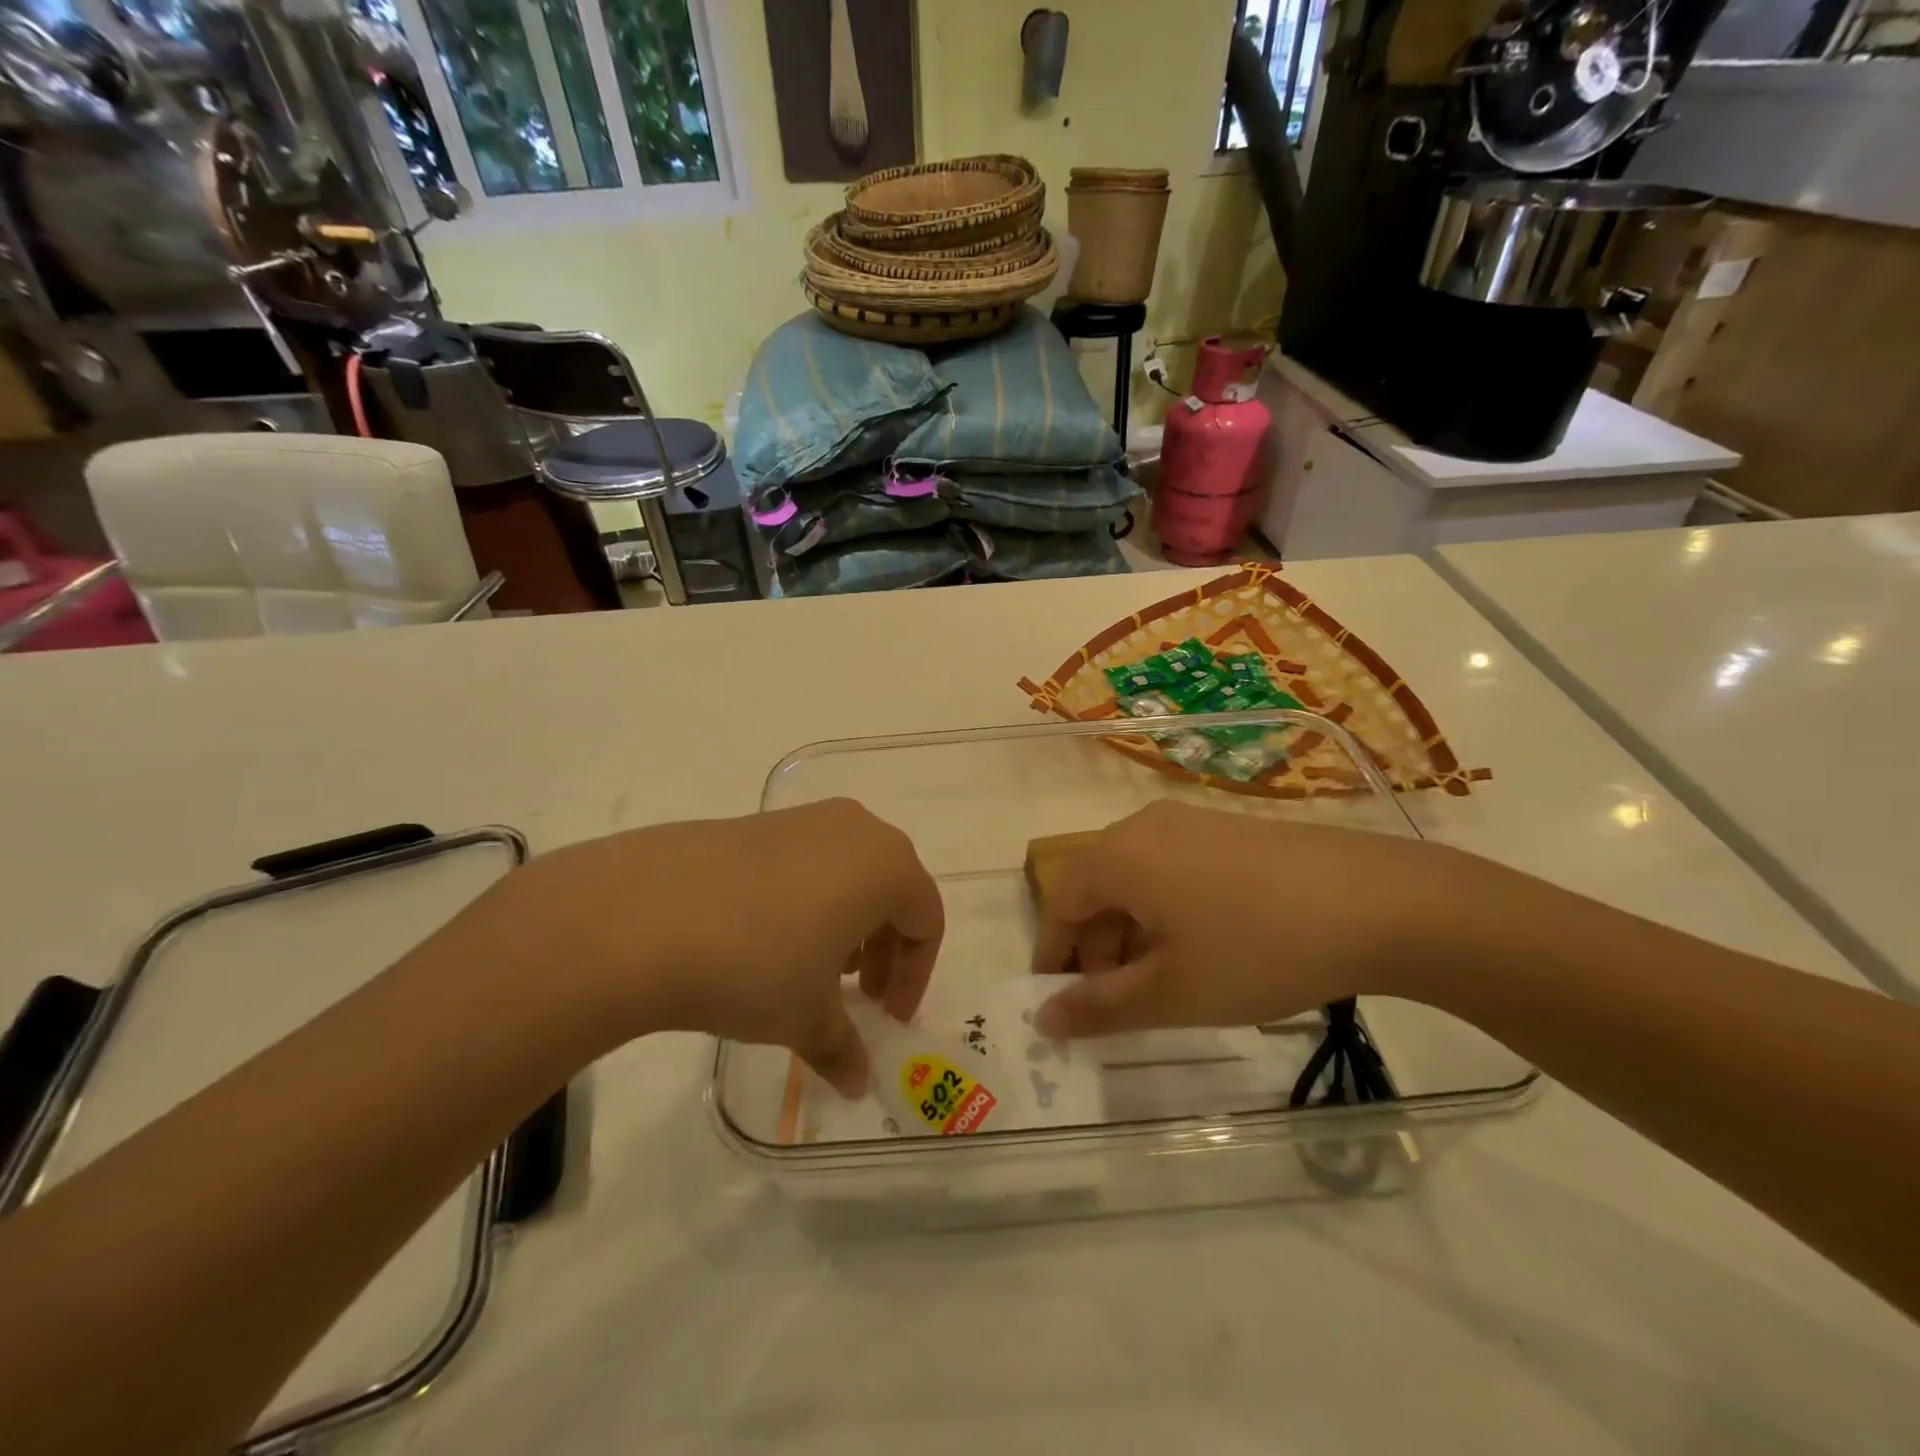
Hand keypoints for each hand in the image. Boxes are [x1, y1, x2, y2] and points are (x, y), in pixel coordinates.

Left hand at [450, 800, 942, 1094]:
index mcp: (888, 865)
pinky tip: (769, 942)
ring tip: (813, 972)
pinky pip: (806, 862)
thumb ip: (842, 1047)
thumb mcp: (806, 1016)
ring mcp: (803, 818)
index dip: (913, 976)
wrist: (641, 916)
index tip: (886, 1017)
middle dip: (882, 950)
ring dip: (846, 926)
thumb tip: (857, 1084)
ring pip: (849, 874)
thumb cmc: (755, 964)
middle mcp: (856, 829)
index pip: (926, 921)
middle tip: (858, 998)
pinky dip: (808, 902)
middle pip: (892, 891)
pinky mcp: (757, 822)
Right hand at [1031, 801, 1461, 1036]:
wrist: (1378, 904)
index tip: (1059, 1002)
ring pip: (1137, 878)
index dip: (1053, 955)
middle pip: (1097, 887)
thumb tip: (1043, 1018)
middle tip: (1118, 1001)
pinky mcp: (1231, 828)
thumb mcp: (1171, 992)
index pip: (1060, 902)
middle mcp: (1145, 826)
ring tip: (1165, 980)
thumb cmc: (1256, 950)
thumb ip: (1099, 1008)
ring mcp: (1192, 821)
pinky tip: (1205, 946)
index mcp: (1118, 856)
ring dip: (1133, 931)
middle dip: (1096, 947)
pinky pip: (1175, 867)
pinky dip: (1169, 909)